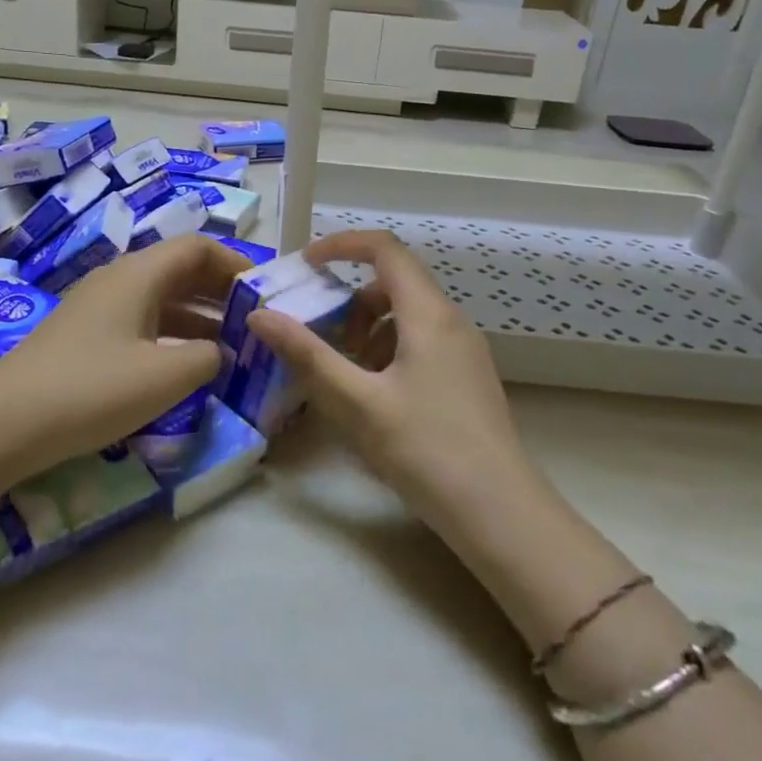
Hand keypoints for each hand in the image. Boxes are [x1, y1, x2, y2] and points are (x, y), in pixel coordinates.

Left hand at [0, 234, 244, 483]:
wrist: (4, 423)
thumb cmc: (92, 389)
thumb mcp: (164, 375)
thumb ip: (207, 358)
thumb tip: (220, 351)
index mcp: (139, 274)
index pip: (198, 247)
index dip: (236, 265)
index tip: (266, 294)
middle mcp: (119, 280)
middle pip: (180, 270)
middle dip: (221, 293)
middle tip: (257, 322)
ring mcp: (99, 308)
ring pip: (161, 299)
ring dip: (199, 317)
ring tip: (232, 347)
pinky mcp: (86, 337)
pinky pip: (142, 323)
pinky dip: (172, 336)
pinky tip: (186, 366)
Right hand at [245, 230, 537, 532]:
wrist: (501, 514)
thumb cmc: (426, 450)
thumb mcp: (357, 403)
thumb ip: (306, 355)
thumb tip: (260, 315)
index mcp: (428, 314)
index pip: (385, 249)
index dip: (341, 245)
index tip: (304, 266)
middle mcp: (451, 322)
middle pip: (394, 283)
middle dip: (350, 302)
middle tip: (320, 338)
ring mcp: (464, 352)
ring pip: (407, 317)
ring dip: (368, 331)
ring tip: (345, 376)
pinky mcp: (467, 379)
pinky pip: (421, 344)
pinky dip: (388, 353)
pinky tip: (375, 399)